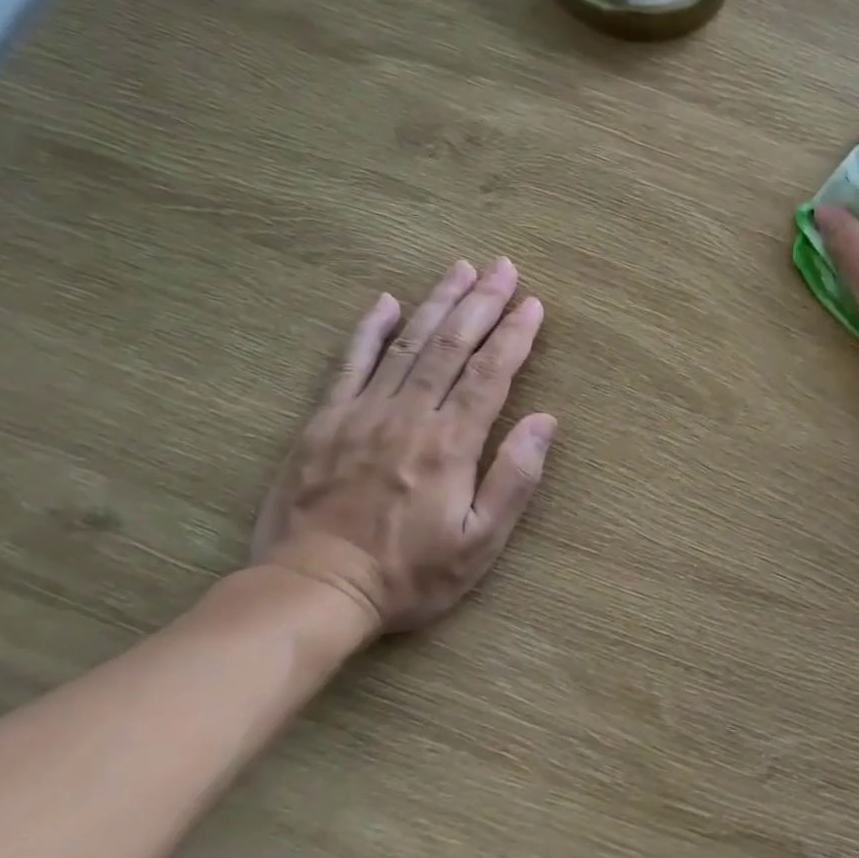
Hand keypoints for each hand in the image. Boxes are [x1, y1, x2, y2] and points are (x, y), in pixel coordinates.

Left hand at [251, 258, 557, 633]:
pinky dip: (369, 330)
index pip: (491, 374)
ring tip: (460, 269)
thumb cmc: (409, 574)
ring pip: (407, 344)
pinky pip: (350, 363)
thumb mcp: (479, 543)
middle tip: (503, 267)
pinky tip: (385, 302)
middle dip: (481, 303)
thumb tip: (545, 421)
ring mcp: (362, 413)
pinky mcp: (324, 421)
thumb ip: (514, 479)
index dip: (515, 335)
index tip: (534, 303)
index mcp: (450, 444)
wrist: (312, 589)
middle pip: (451, 346)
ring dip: (437, 303)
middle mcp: (409, 415)